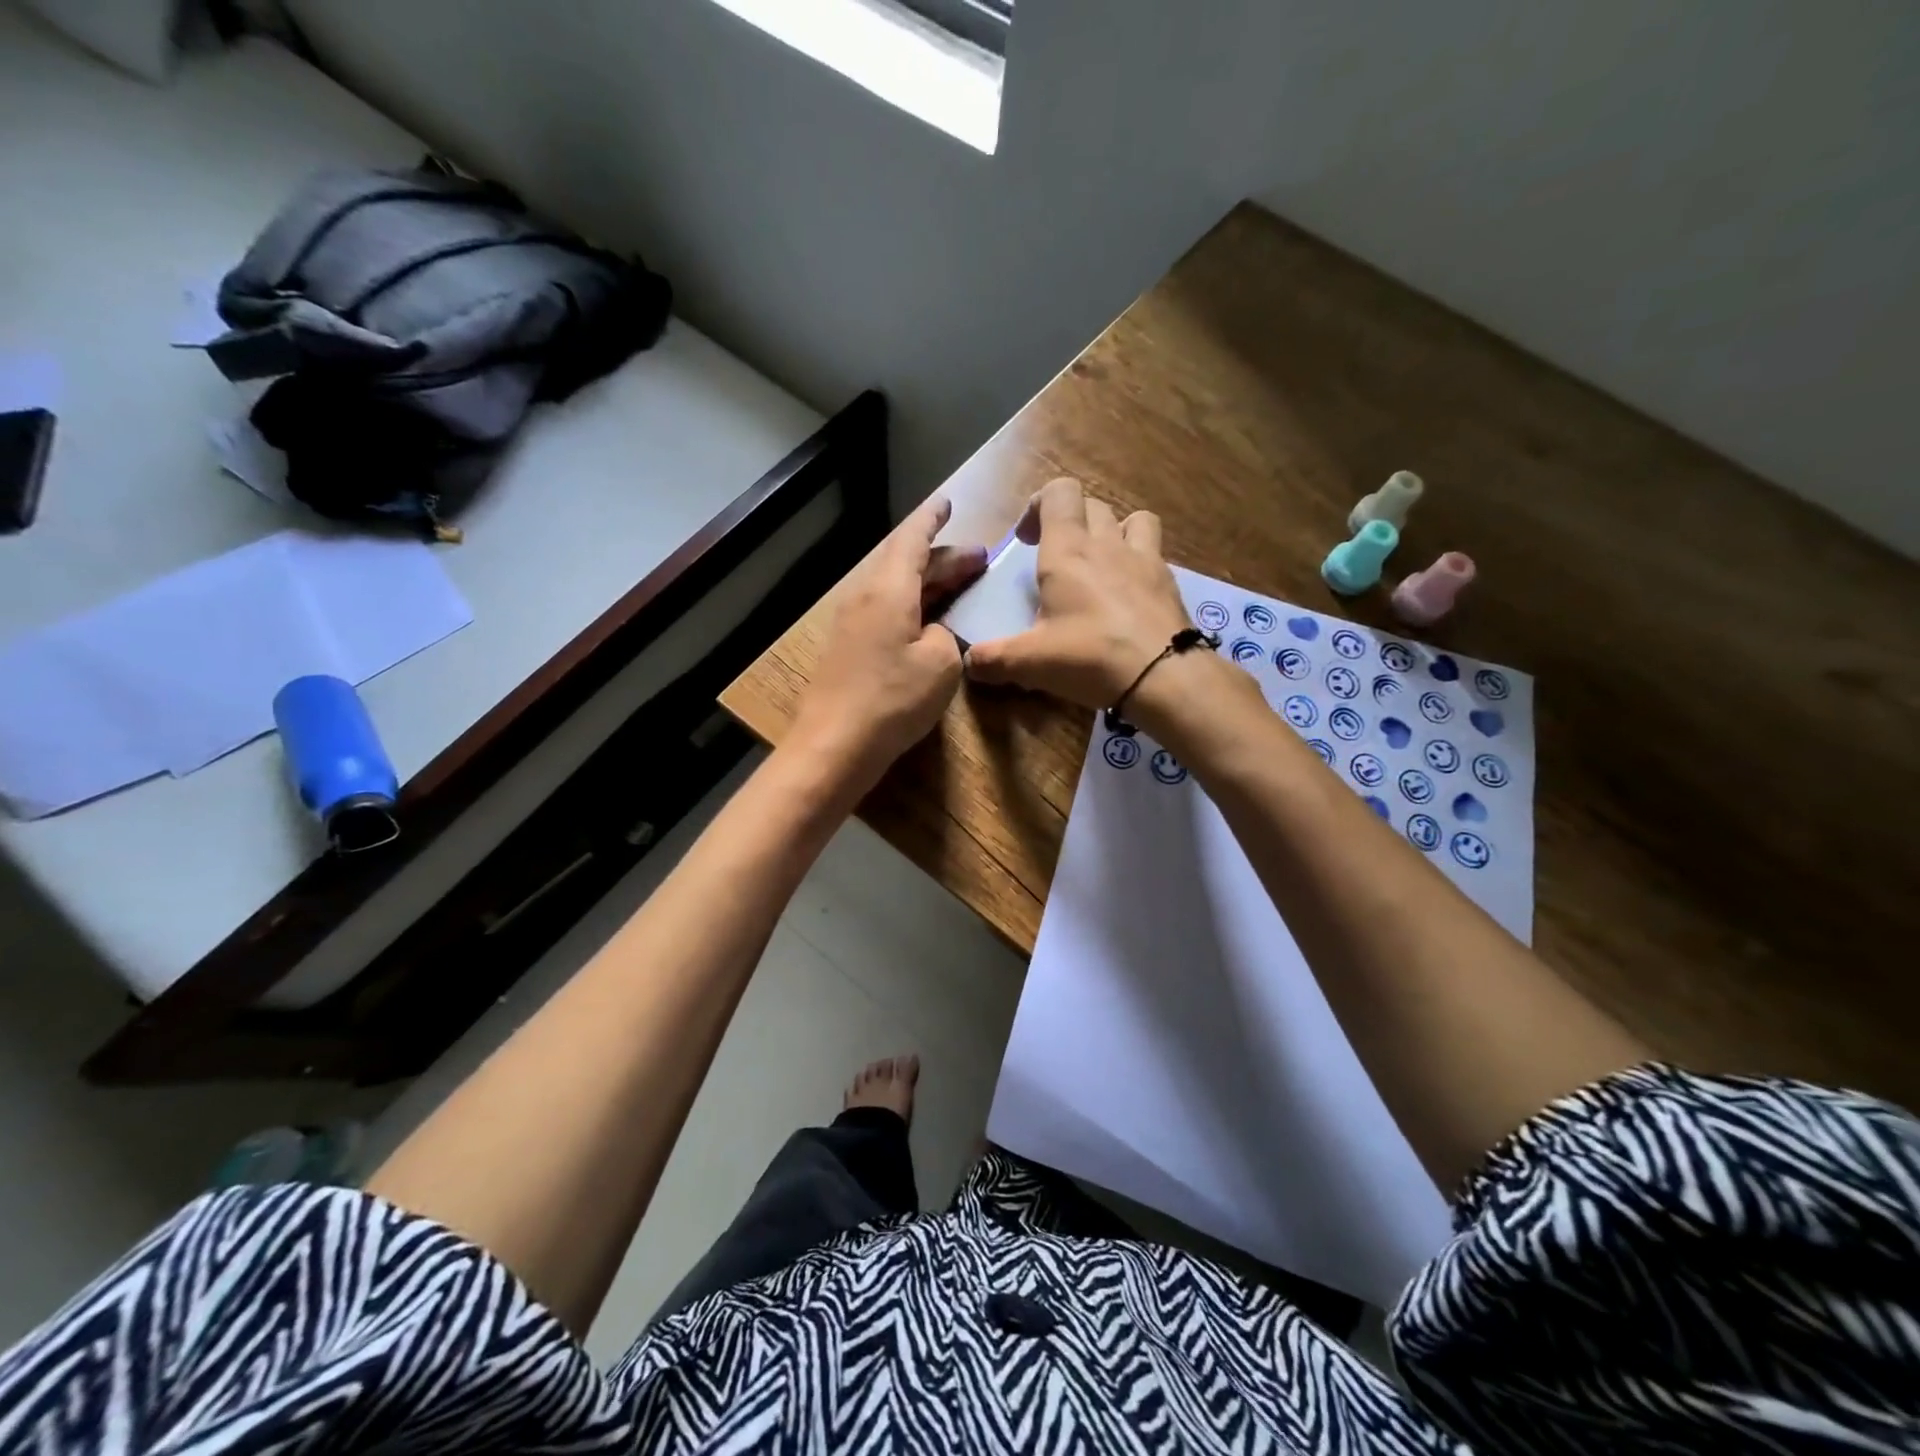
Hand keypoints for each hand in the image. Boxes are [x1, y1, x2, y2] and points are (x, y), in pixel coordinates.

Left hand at [789, 496, 986, 785]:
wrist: (834, 745)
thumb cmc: (892, 699)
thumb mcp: (939, 664)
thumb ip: (945, 635)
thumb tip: (934, 632)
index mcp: (888, 589)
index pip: (912, 538)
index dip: (932, 518)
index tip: (948, 502)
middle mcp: (865, 596)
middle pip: (904, 562)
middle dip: (943, 557)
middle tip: (979, 560)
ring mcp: (852, 622)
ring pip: (894, 586)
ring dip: (928, 582)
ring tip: (961, 585)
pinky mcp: (849, 647)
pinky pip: (885, 609)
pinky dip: (913, 604)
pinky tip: (929, 620)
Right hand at [965, 477, 1192, 708]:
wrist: (1163, 675)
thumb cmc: (1089, 657)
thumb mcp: (1030, 663)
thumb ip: (994, 659)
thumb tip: (969, 662)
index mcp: (1068, 551)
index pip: (1059, 493)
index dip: (1039, 505)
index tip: (1026, 540)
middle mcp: (1107, 544)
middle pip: (1091, 505)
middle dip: (1070, 521)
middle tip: (1055, 557)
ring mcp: (1145, 559)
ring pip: (1133, 519)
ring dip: (1114, 531)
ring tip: (1102, 564)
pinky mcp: (1169, 583)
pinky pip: (1154, 554)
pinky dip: (1139, 564)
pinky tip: (1129, 597)